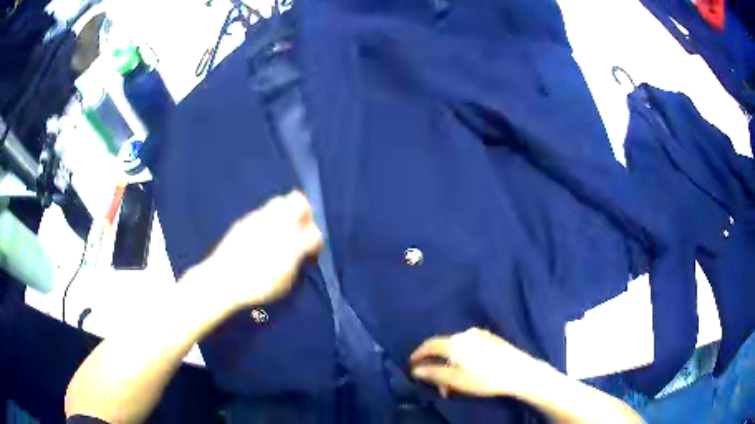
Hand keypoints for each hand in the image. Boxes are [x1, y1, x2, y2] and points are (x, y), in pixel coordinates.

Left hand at [193, 191, 322, 311]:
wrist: (223, 279)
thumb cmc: (257, 286)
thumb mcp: (285, 281)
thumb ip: (297, 262)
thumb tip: (302, 251)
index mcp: (292, 241)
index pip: (314, 233)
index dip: (316, 241)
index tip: (312, 250)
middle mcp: (278, 223)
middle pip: (298, 201)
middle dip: (305, 212)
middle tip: (301, 227)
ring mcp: (259, 218)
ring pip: (279, 202)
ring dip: (286, 212)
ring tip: (282, 230)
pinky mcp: (244, 221)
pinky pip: (262, 212)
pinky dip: (269, 219)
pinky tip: (263, 235)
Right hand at [410, 327, 544, 398]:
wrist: (519, 371)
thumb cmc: (484, 378)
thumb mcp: (456, 380)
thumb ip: (433, 374)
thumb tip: (415, 370)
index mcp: (455, 342)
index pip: (430, 344)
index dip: (418, 354)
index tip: (411, 364)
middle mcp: (465, 334)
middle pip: (444, 347)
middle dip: (436, 364)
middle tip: (437, 383)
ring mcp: (480, 334)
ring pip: (457, 348)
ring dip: (450, 362)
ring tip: (453, 380)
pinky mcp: (492, 338)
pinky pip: (469, 346)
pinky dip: (462, 358)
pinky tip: (468, 370)